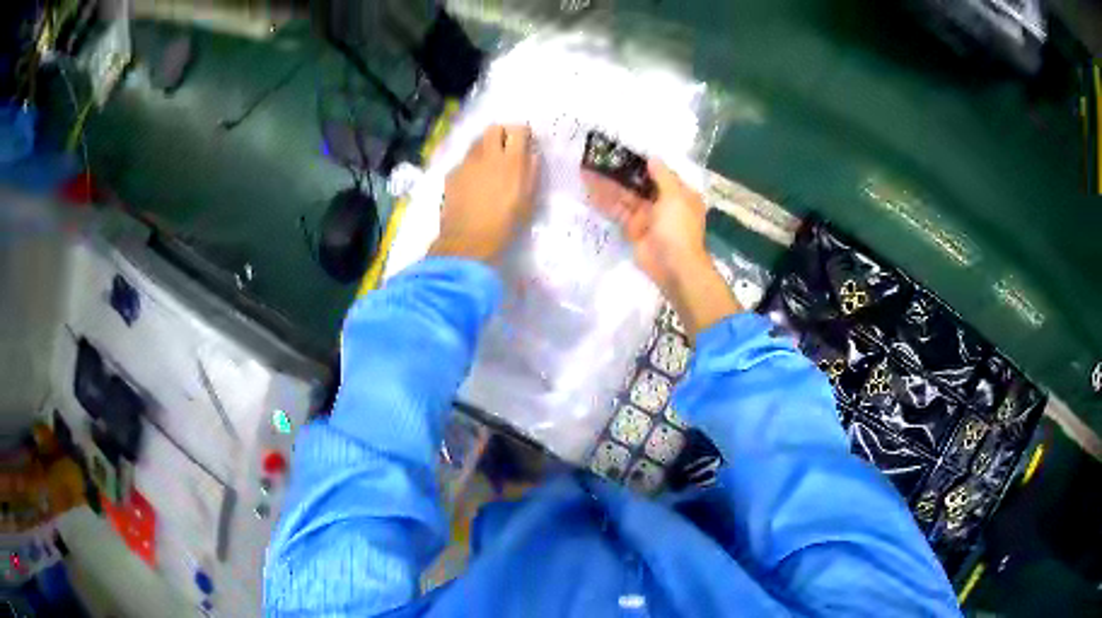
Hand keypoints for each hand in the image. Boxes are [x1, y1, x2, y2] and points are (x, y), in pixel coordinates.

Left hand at [430, 125, 538, 261]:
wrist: (468, 240)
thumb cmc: (505, 224)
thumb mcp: (528, 201)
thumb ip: (531, 173)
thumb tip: (532, 155)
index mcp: (512, 161)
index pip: (518, 130)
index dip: (522, 134)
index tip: (524, 143)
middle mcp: (488, 155)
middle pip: (493, 128)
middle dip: (501, 134)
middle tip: (505, 149)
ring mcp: (467, 163)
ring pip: (476, 142)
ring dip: (485, 148)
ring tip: (488, 166)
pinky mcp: (452, 173)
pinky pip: (464, 161)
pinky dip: (470, 166)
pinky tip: (472, 183)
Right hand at [584, 159, 740, 339]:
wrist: (674, 266)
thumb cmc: (679, 227)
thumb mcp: (675, 196)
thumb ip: (662, 176)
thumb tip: (653, 158)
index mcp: (679, 194)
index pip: (660, 173)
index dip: (642, 163)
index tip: (622, 150)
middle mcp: (663, 203)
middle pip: (638, 184)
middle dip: (619, 173)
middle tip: (597, 159)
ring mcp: (647, 218)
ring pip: (624, 197)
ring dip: (607, 186)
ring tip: (586, 172)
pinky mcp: (632, 231)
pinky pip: (617, 213)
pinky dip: (605, 203)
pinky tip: (589, 192)